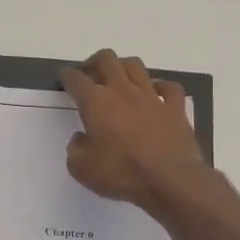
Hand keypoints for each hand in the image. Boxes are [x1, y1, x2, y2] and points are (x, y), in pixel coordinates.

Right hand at [59, 49, 203, 208]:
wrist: (169, 180)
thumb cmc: (121, 173)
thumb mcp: (82, 168)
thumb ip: (75, 149)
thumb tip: (81, 138)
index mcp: (96, 102)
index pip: (76, 79)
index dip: (67, 76)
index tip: (65, 76)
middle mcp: (123, 91)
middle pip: (107, 60)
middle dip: (94, 62)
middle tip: (90, 74)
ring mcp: (152, 97)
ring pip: (136, 66)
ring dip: (124, 67)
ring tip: (119, 79)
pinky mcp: (175, 108)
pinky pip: (169, 87)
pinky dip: (161, 87)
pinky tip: (156, 93)